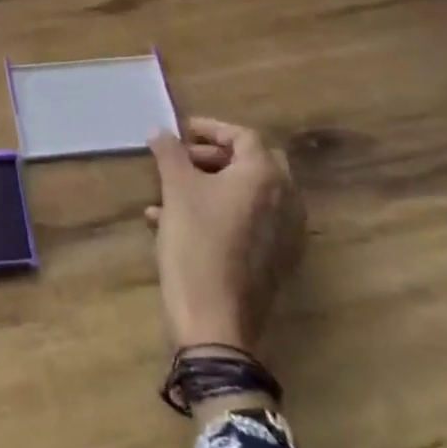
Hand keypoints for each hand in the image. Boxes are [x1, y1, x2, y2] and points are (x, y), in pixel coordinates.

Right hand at [146, 119, 304, 353]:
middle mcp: (285, 199)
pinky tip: (177, 223)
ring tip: (171, 191)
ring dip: (213, 184)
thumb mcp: (176, 190)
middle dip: (215, 156)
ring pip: (249, 193)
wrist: (216, 319)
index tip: (182, 130)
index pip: (243, 135)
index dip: (211, 128)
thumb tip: (161, 131)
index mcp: (265, 176)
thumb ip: (169, 153)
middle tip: (182, 158)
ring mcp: (285, 232)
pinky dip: (221, 211)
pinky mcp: (276, 258)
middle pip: (253, 162)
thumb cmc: (197, 243)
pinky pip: (250, 220)